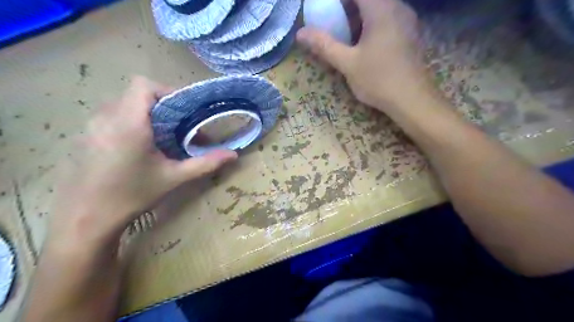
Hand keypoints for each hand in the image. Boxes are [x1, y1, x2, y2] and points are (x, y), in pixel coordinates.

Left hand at [49, 76, 235, 246]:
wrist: (85, 220)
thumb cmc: (132, 195)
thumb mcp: (174, 178)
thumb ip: (205, 163)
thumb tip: (233, 155)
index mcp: (128, 123)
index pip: (144, 85)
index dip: (167, 91)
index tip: (184, 111)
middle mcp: (105, 117)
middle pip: (136, 94)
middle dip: (162, 106)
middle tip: (179, 127)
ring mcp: (91, 125)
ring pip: (125, 105)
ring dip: (147, 115)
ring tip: (162, 138)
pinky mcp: (85, 136)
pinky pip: (112, 117)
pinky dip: (132, 123)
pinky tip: (140, 148)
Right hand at [296, 0, 430, 111]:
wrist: (412, 100)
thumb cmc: (379, 79)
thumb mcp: (348, 63)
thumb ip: (324, 45)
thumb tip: (300, 33)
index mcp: (381, 9)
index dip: (339, 0)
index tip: (325, 9)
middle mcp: (398, 7)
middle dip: (348, 6)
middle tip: (332, 19)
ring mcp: (407, 20)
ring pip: (380, 6)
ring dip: (361, 14)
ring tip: (346, 31)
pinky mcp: (410, 33)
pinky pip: (389, 17)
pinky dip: (373, 22)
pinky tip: (365, 41)